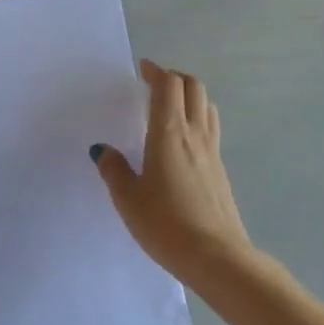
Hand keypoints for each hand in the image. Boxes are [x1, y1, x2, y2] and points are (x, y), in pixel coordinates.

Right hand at [92, 60, 253, 284]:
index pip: (168, 87)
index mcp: (169, 133)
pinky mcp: (220, 170)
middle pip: (194, 88)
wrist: (215, 256)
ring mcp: (213, 152)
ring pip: (207, 107)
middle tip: (155, 82)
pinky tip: (183, 140)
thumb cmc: (165, 224)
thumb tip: (103, 150)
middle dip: (175, 77)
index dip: (156, 71)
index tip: (143, 68)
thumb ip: (114, 170)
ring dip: (190, 95)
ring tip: (171, 105)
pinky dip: (198, 118)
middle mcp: (195, 135)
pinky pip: (211, 129)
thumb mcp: (128, 198)